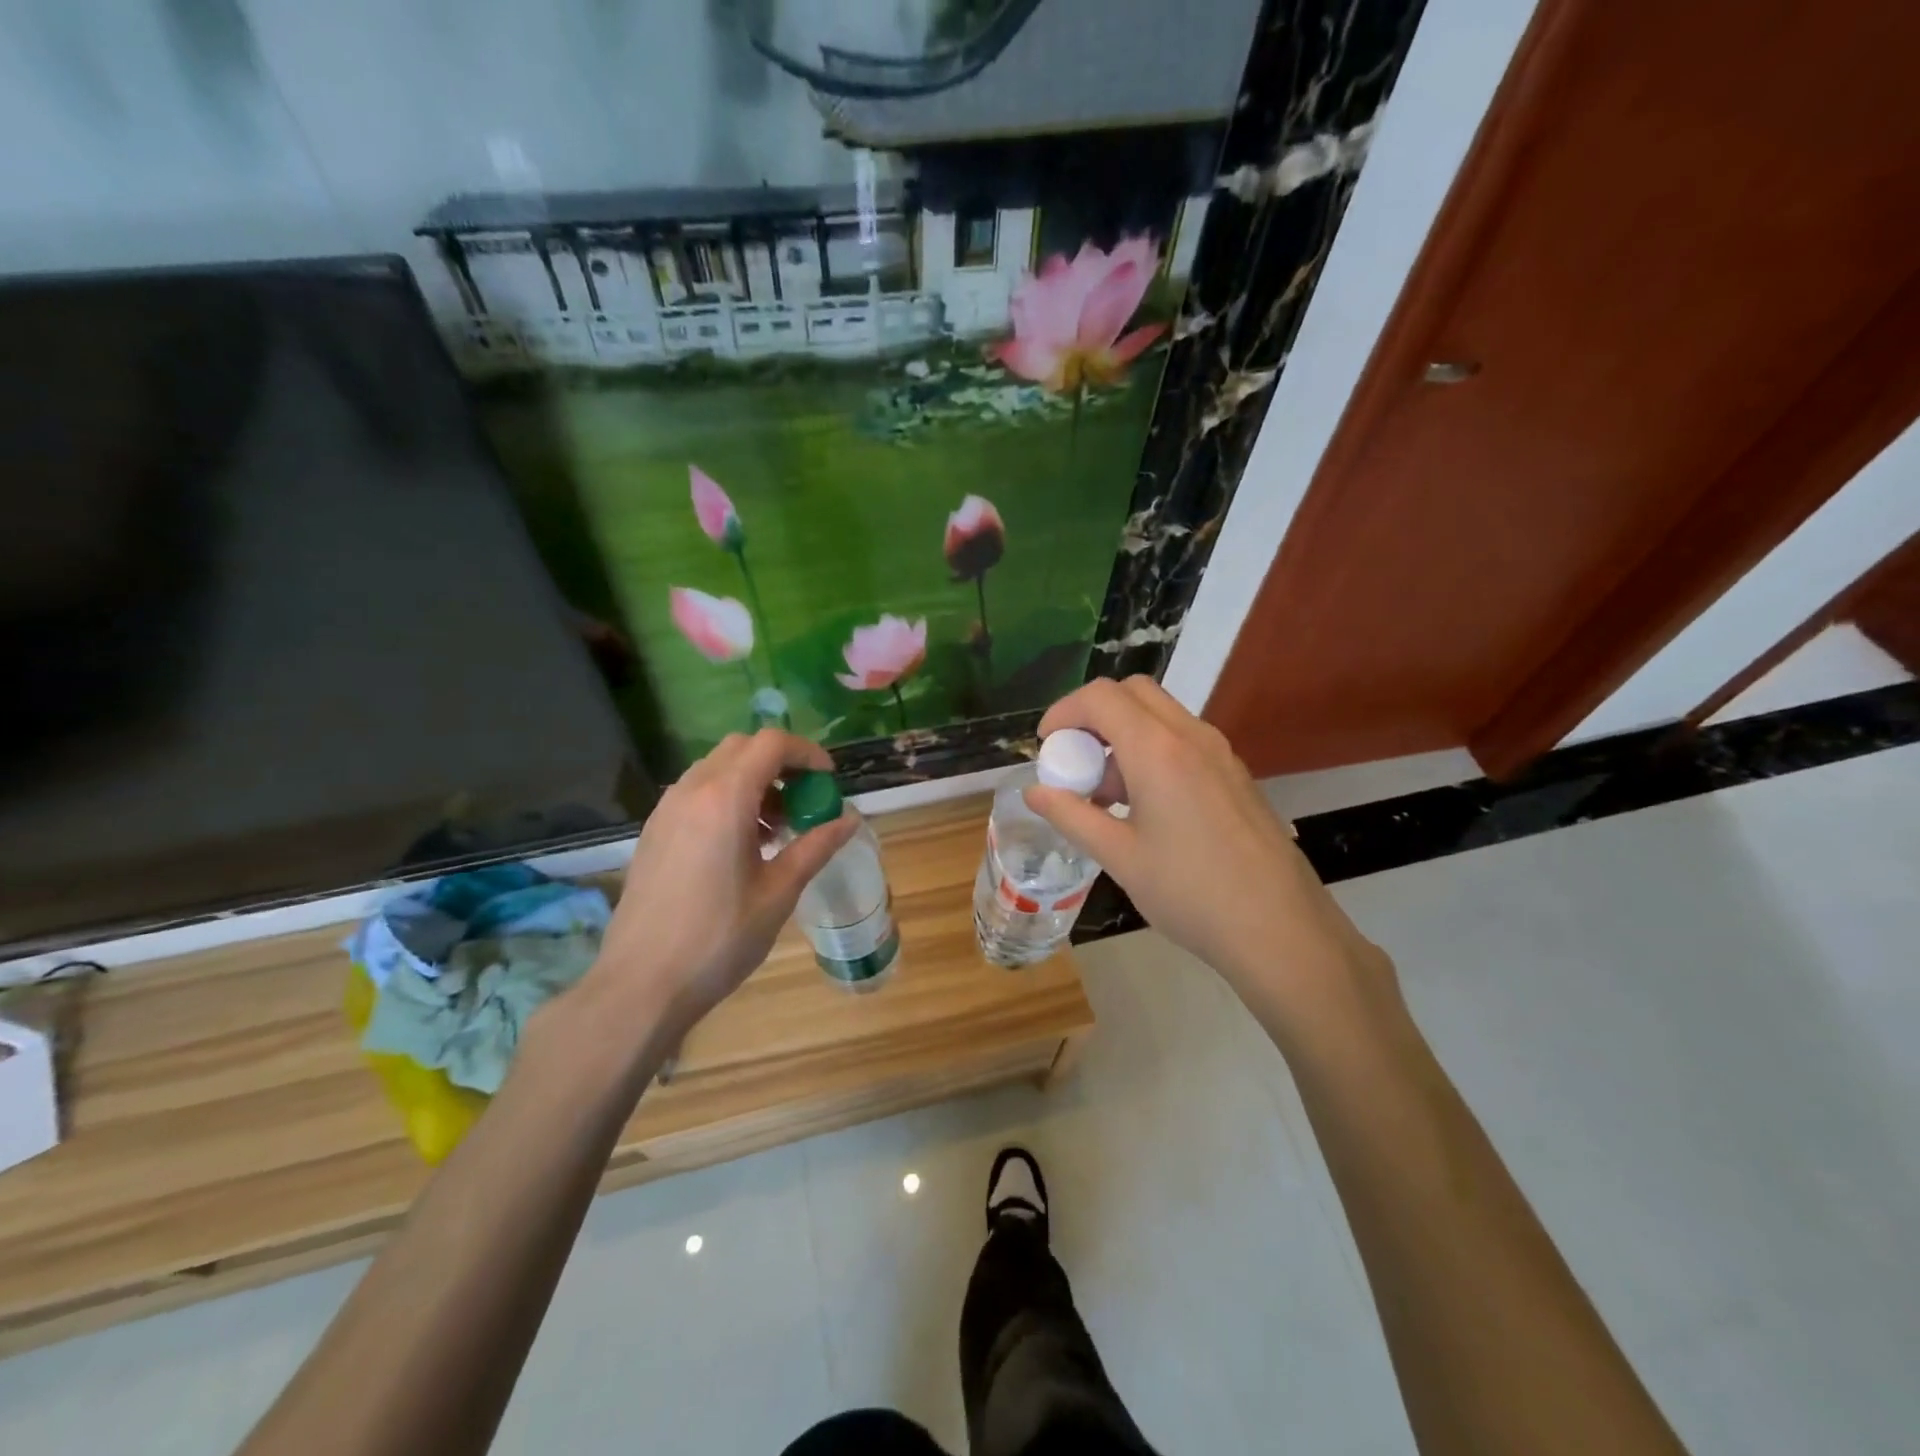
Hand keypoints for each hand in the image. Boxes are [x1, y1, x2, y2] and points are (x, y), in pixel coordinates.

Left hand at [582, 730, 857, 1044]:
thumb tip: (850, 819)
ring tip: (776, 827)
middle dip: (780, 763)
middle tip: (805, 799)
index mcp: (724, 798)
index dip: (807, 753)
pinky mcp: (653, 831)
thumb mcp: (779, 892)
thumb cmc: (719, 938)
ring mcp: (666, 809)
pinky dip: (727, 797)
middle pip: (742, 748)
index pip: (771, 745)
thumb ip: (816, 846)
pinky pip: (696, 792)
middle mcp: (691, 791)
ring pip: (716, 768)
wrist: (642, 984)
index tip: (828, 780)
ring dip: (753, 780)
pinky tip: (740, 843)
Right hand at [1027, 678, 1393, 1033]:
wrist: (1280, 928)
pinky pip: (1183, 740)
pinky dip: (1152, 751)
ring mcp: (1220, 753)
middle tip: (1075, 759)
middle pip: (1133, 693)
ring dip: (1123, 735)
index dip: (1064, 711)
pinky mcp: (1235, 774)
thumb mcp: (1119, 856)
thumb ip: (1071, 816)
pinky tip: (1145, 807)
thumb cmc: (1190, 892)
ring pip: (1160, 715)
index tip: (1046, 746)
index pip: (1101, 697)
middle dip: (1094, 715)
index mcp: (1158, 749)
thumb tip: (1034, 792)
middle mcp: (1192, 736)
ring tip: (1106, 794)